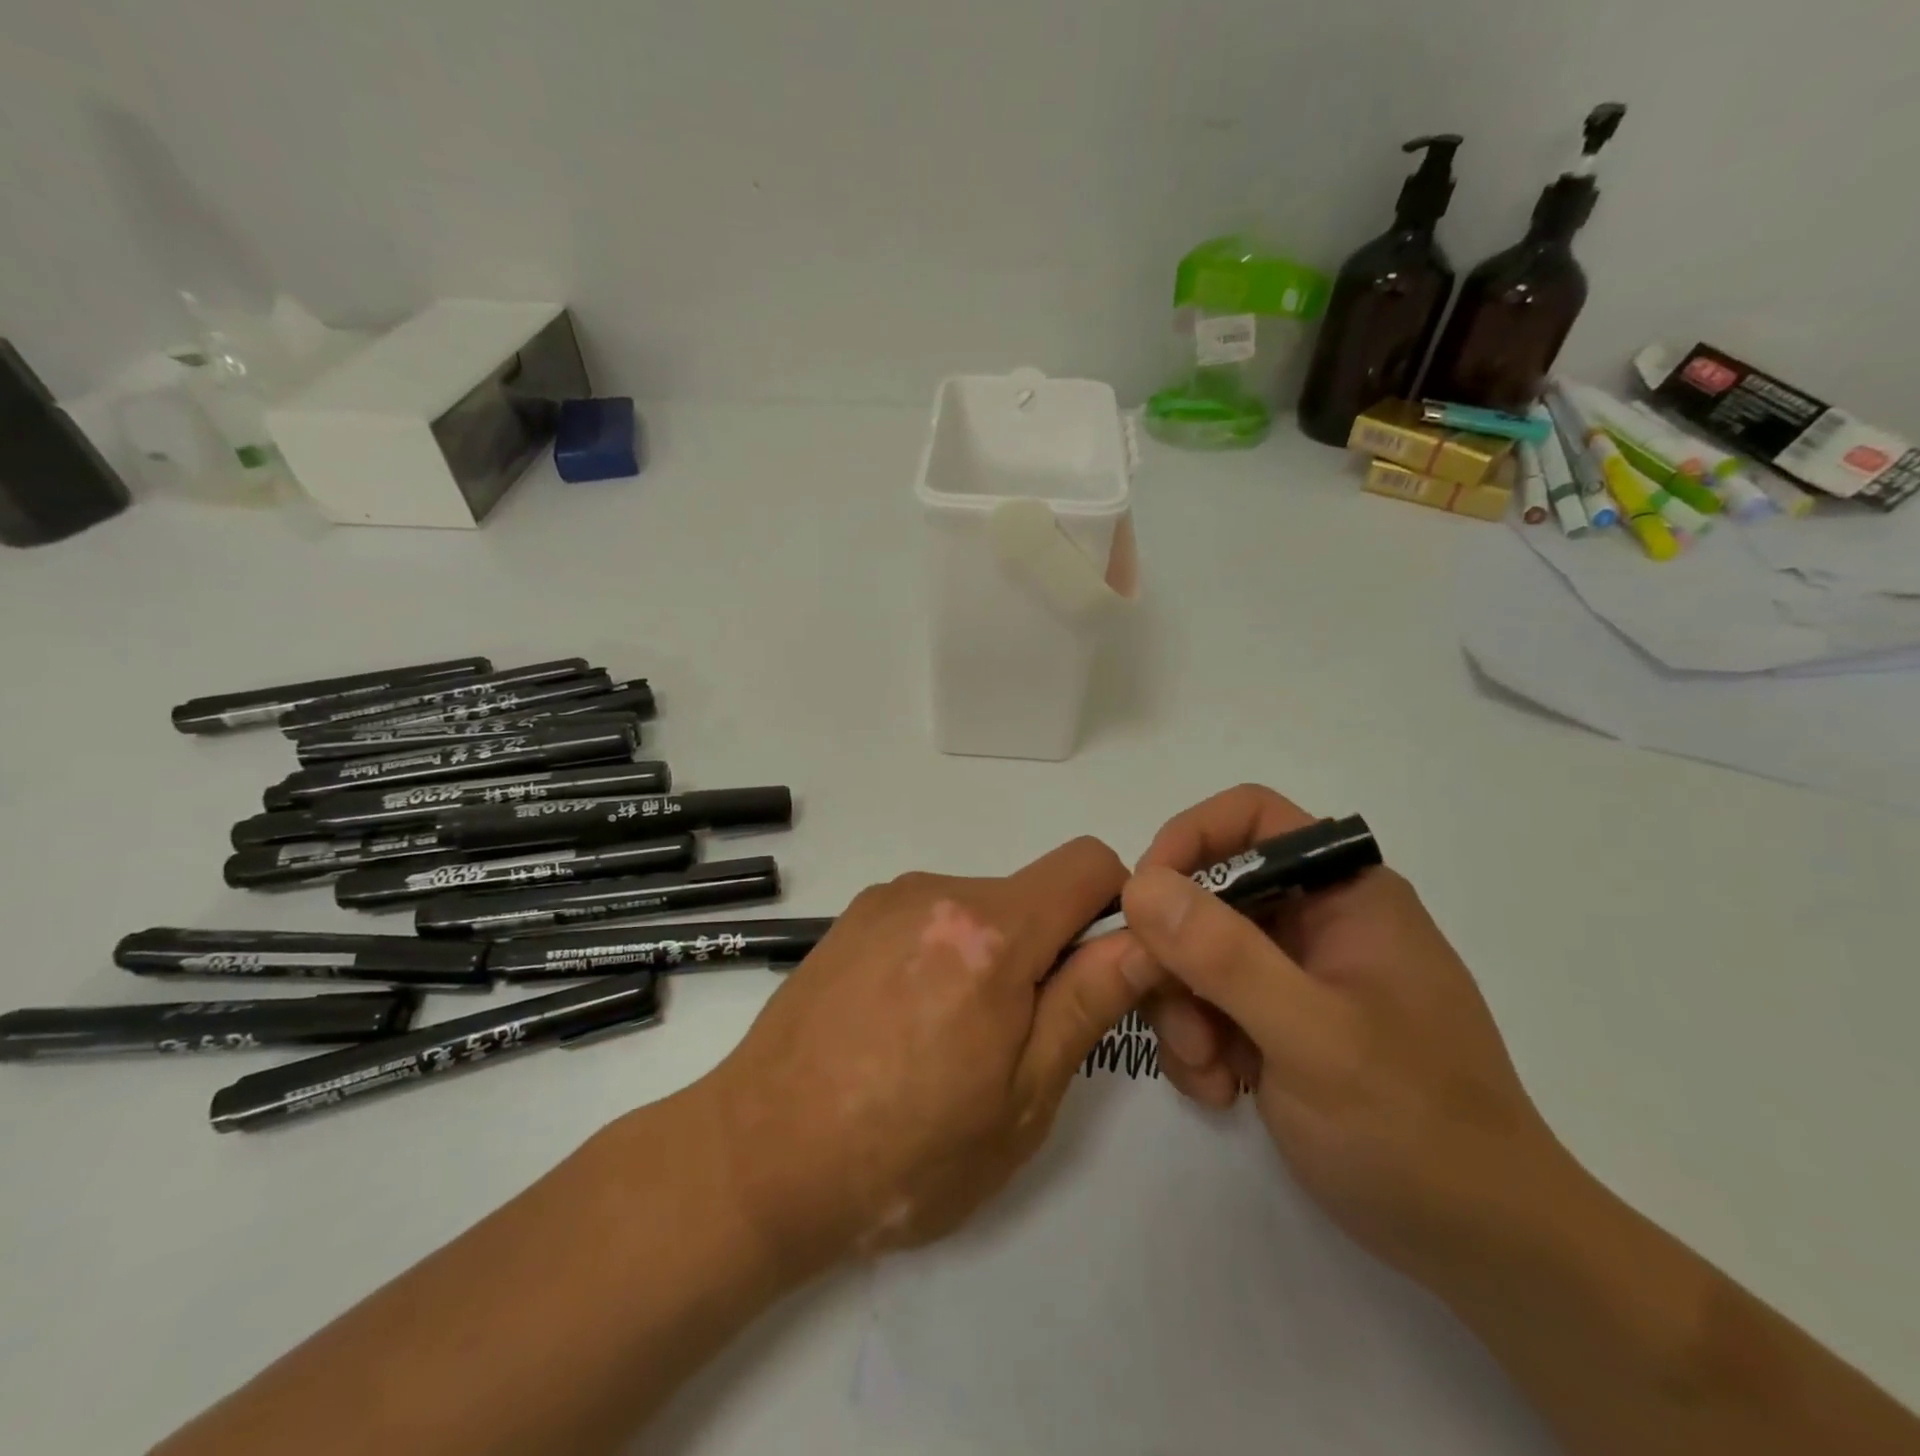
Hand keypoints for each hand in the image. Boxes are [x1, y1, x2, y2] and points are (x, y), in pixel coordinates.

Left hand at [699, 837, 1146, 1275]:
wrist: (755, 1160)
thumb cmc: (904, 1155)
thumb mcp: (1020, 1099)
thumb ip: (1087, 1003)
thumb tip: (1143, 939)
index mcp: (989, 933)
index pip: (1088, 864)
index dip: (1118, 907)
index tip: (1105, 971)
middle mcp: (937, 891)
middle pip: (1031, 893)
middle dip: (1048, 949)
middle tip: (1019, 1039)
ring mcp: (887, 899)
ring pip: (980, 909)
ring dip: (992, 956)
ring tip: (951, 1041)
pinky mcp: (852, 916)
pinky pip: (930, 917)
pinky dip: (944, 954)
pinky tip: (905, 1023)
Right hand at [1122, 785, 1578, 1289]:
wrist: (1480, 1245)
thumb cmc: (1414, 1127)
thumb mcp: (1313, 1037)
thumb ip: (1225, 956)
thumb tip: (1140, 884)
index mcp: (1344, 893)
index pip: (1250, 820)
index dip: (1189, 840)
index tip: (1144, 900)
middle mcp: (1316, 919)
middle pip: (1208, 892)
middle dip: (1175, 953)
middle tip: (1167, 1011)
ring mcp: (1294, 972)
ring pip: (1195, 952)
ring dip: (1182, 1009)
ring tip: (1208, 1072)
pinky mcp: (1278, 1020)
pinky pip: (1207, 1003)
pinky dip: (1197, 1042)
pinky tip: (1222, 1090)